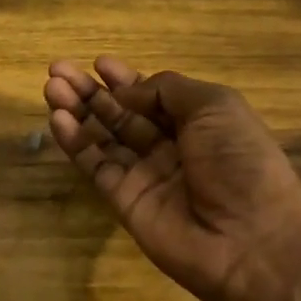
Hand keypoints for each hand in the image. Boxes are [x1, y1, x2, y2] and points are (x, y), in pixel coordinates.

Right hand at [44, 57, 300, 300]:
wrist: (249, 238)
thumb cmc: (240, 161)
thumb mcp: (215, 106)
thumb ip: (168, 90)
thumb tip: (127, 92)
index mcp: (198, 123)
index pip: (153, 96)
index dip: (125, 79)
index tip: (98, 63)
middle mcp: (170, 147)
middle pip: (122, 114)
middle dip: (92, 91)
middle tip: (58, 71)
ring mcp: (145, 175)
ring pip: (103, 138)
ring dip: (77, 112)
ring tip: (51, 88)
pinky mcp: (124, 200)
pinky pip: (96, 166)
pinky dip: (76, 143)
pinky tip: (58, 120)